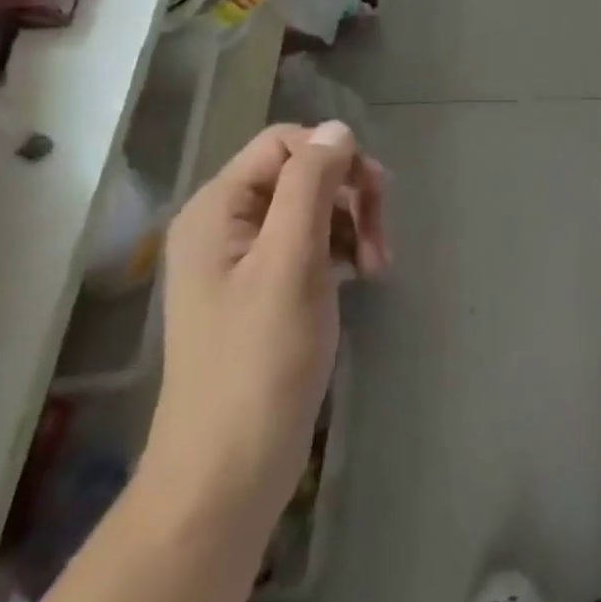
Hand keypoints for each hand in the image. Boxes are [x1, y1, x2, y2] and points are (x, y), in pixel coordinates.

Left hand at [139, 121, 387, 536]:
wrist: (228, 471)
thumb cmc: (259, 363)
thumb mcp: (291, 263)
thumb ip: (311, 187)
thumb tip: (337, 130)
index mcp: (217, 208)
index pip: (285, 144)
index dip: (335, 158)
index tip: (375, 197)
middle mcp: (224, 224)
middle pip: (301, 174)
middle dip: (350, 196)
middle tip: (384, 241)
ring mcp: (243, 259)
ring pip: (313, 208)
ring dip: (353, 226)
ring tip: (379, 267)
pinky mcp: (264, 289)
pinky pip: (311, 244)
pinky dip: (343, 251)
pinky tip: (362, 277)